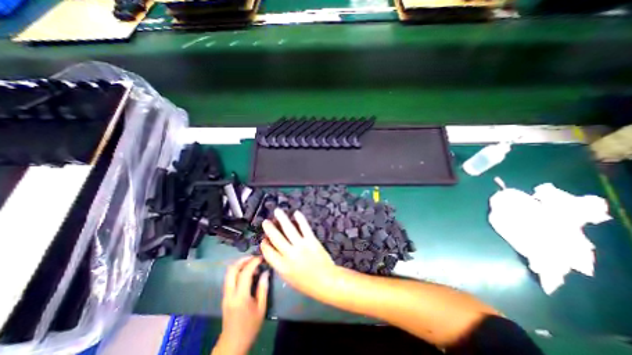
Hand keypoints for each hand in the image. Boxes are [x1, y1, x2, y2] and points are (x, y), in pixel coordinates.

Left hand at [215, 255, 269, 354]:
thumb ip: (263, 288)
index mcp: (240, 296)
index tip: (262, 258)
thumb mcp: (261, 308)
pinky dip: (237, 271)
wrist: (232, 344)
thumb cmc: (250, 327)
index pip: (245, 273)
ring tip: (252, 264)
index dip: (253, 262)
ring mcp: (225, 295)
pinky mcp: (225, 296)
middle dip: (243, 260)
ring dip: (239, 265)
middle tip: (254, 257)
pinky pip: (229, 278)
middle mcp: (230, 293)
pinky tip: (247, 274)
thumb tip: (266, 272)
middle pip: (232, 270)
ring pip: (229, 273)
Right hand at [260, 209, 338, 300]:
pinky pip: (304, 227)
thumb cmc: (306, 283)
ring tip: (277, 211)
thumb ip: (280, 265)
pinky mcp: (311, 240)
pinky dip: (300, 219)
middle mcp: (289, 254)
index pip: (268, 252)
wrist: (326, 281)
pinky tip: (296, 212)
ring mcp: (301, 246)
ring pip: (289, 229)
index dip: (264, 244)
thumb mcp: (288, 279)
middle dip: (269, 229)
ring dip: (282, 219)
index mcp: (282, 267)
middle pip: (276, 238)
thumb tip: (274, 252)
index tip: (264, 239)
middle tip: (266, 222)